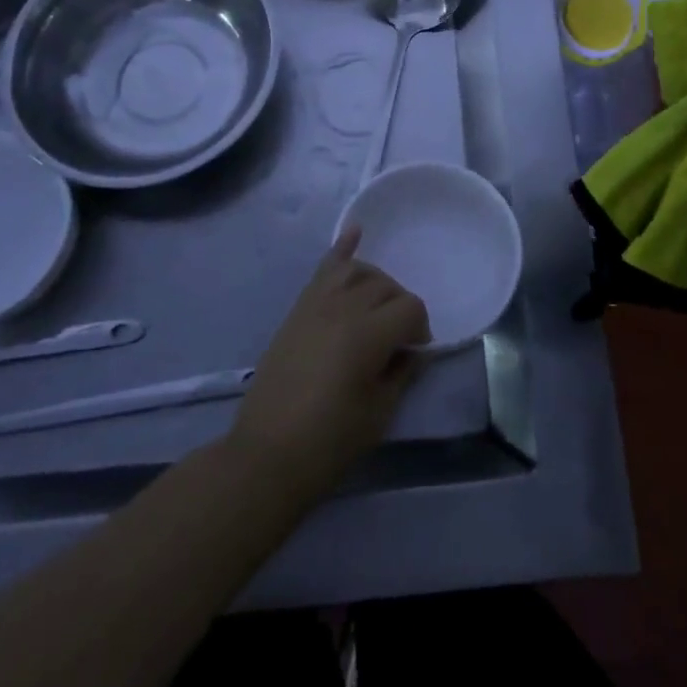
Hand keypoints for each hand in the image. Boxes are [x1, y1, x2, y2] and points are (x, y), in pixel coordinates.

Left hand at [229, 228, 429, 499]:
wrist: (266, 455)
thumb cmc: (328, 442)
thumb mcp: (379, 414)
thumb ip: (401, 373)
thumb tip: (413, 351)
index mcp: (367, 334)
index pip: (410, 307)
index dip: (420, 328)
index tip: (415, 353)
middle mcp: (343, 308)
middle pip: (385, 286)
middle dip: (400, 307)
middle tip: (398, 339)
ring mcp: (316, 304)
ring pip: (357, 271)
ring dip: (376, 283)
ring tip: (379, 307)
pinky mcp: (298, 310)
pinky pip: (323, 269)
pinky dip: (341, 248)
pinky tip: (356, 231)